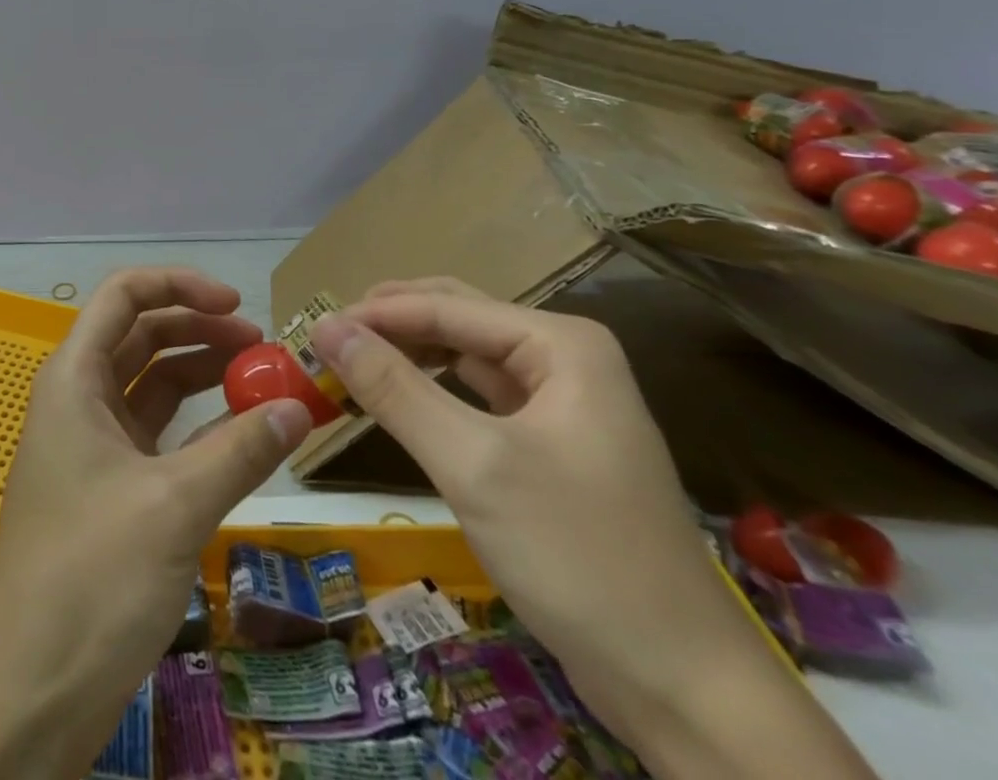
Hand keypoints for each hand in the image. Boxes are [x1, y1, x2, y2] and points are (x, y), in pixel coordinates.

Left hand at [0, 269, 310, 779]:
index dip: (180, 285)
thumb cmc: (91, 576)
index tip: (238, 304)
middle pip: (142, 335)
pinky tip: (239, 435)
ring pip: (152, 384)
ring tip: (260, 382)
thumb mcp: (174, 505)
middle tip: (262, 348)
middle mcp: (79, 397)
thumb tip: (300, 406)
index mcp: (75, 376)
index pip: (124, 295)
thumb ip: (240, 450)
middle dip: (200, 330)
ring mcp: (93, 444)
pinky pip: (158, 434)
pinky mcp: (109, 487)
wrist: (29, 693)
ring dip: (202, 375)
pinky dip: (198, 426)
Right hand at [313, 279, 874, 779]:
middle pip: (456, 318)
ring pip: (463, 356)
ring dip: (407, 355)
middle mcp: (563, 358)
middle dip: (390, 325)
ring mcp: (562, 402)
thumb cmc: (579, 557)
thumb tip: (324, 327)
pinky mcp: (552, 445)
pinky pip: (477, 397)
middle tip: (326, 342)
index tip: (311, 330)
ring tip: (350, 364)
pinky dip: (432, 392)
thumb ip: (394, 388)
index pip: (445, 306)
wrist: (685, 690)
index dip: (375, 314)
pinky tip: (399, 400)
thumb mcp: (473, 464)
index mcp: (560, 343)